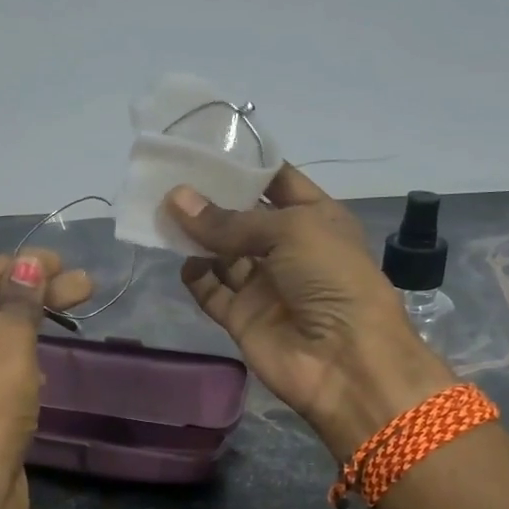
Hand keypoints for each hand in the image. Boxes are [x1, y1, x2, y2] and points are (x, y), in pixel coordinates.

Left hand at [0, 252, 91, 508]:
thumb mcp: (6, 343)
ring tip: (77, 309)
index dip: (19, 267)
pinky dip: (20, 359)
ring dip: (30, 325)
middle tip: (84, 286)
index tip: (62, 261)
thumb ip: (20, 299)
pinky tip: (49, 357)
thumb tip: (31, 263)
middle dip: (33, 295)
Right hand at [165, 166, 451, 452]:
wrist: (345, 360)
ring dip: (197, 235)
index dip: (245, 165)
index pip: (277, 182)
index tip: (204, 147)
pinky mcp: (243, 318)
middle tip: (171, 178)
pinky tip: (181, 260)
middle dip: (211, 199)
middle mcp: (290, 249)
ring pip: (223, 253)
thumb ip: (229, 221)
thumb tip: (176, 199)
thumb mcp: (289, 231)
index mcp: (316, 218)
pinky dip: (196, 276)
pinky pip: (212, 291)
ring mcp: (265, 285)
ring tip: (162, 213)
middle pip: (243, 217)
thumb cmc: (331, 277)